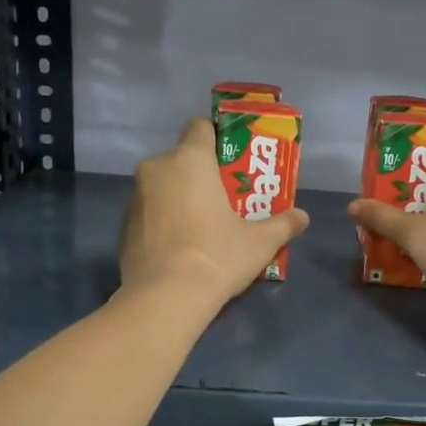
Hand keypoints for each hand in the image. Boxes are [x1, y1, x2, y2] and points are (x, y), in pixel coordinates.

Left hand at [120, 119, 310, 307]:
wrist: (165, 298)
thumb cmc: (217, 256)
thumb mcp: (260, 243)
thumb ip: (283, 225)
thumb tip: (302, 217)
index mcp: (189, 160)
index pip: (200, 127)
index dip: (217, 139)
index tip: (231, 162)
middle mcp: (156, 169)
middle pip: (180, 159)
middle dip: (199, 175)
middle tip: (222, 200)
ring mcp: (134, 198)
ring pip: (161, 187)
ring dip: (177, 198)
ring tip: (200, 227)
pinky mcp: (122, 227)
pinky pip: (147, 214)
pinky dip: (161, 223)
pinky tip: (178, 249)